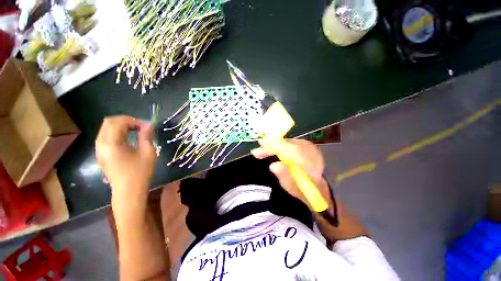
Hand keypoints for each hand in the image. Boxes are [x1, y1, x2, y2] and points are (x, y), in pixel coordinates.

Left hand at [95, 116, 155, 208]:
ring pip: (106, 129)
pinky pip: (105, 136)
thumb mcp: (148, 152)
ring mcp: (99, 149)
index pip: (118, 122)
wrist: (128, 190)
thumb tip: (148, 125)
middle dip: (126, 121)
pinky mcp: (101, 154)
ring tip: (135, 131)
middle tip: (140, 126)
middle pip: (108, 122)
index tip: (147, 126)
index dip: (133, 120)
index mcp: (111, 143)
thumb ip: (146, 136)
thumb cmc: (140, 172)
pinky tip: (128, 138)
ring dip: (121, 126)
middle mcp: (101, 144)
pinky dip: (116, 133)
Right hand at [252, 138, 368, 240]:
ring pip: (286, 143)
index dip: (273, 146)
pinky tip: (272, 151)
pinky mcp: (305, 147)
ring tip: (262, 152)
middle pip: (285, 144)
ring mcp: (308, 146)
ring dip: (273, 147)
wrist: (320, 188)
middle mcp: (309, 149)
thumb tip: (273, 165)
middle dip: (270, 147)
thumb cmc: (306, 191)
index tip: (260, 146)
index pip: (288, 148)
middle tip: (257, 152)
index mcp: (308, 160)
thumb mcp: (295, 188)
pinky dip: (278, 147)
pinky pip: (289, 144)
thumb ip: (285, 176)